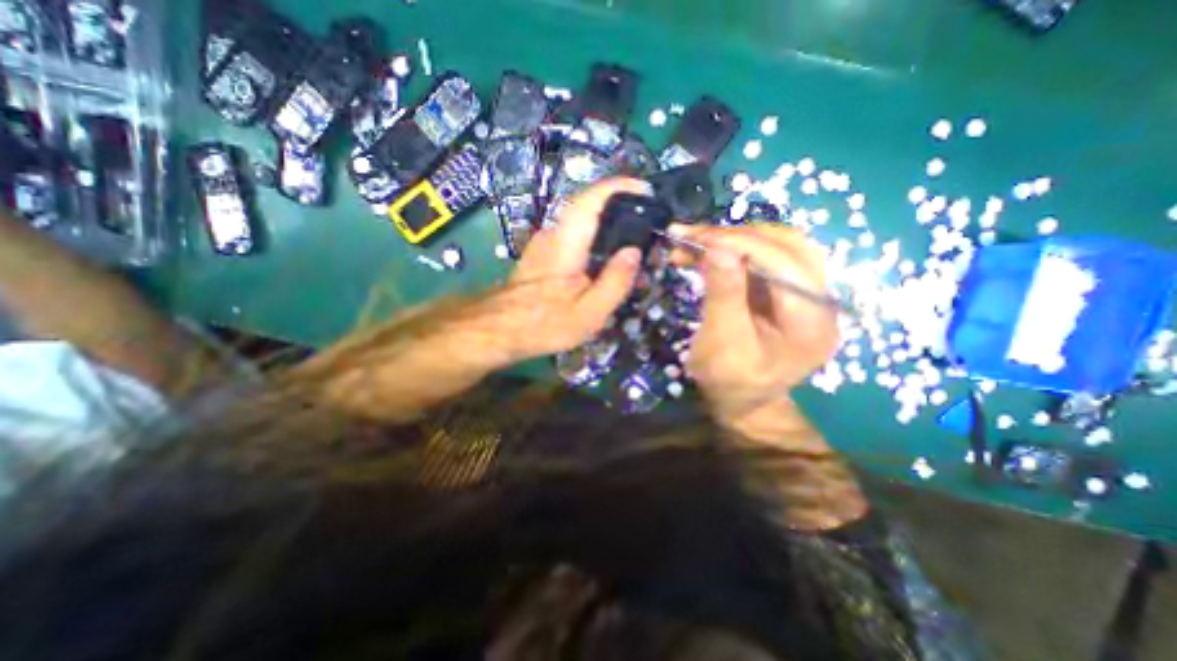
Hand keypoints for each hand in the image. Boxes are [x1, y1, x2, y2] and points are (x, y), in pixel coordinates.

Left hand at [489, 178, 651, 360]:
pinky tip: (606, 261)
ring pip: (583, 222)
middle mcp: (554, 233)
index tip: (646, 191)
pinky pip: (576, 236)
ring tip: (633, 244)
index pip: (592, 199)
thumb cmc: (543, 324)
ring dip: (608, 224)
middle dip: (621, 208)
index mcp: (566, 243)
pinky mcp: (544, 253)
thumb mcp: (588, 313)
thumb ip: (614, 282)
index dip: (620, 187)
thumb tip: (634, 251)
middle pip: (591, 207)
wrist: (499, 329)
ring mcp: (546, 242)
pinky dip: (595, 239)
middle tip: (648, 224)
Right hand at [667, 221, 841, 418]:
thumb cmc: (731, 381)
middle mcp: (820, 300)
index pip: (784, 262)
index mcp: (812, 320)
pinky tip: (704, 254)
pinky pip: (762, 260)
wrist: (742, 401)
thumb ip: (724, 295)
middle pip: (786, 246)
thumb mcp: (722, 344)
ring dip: (732, 240)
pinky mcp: (785, 292)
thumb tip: (717, 247)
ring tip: (693, 243)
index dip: (739, 243)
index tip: (694, 237)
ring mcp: (805, 294)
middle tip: (690, 236)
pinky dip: (731, 252)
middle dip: (733, 236)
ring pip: (775, 247)